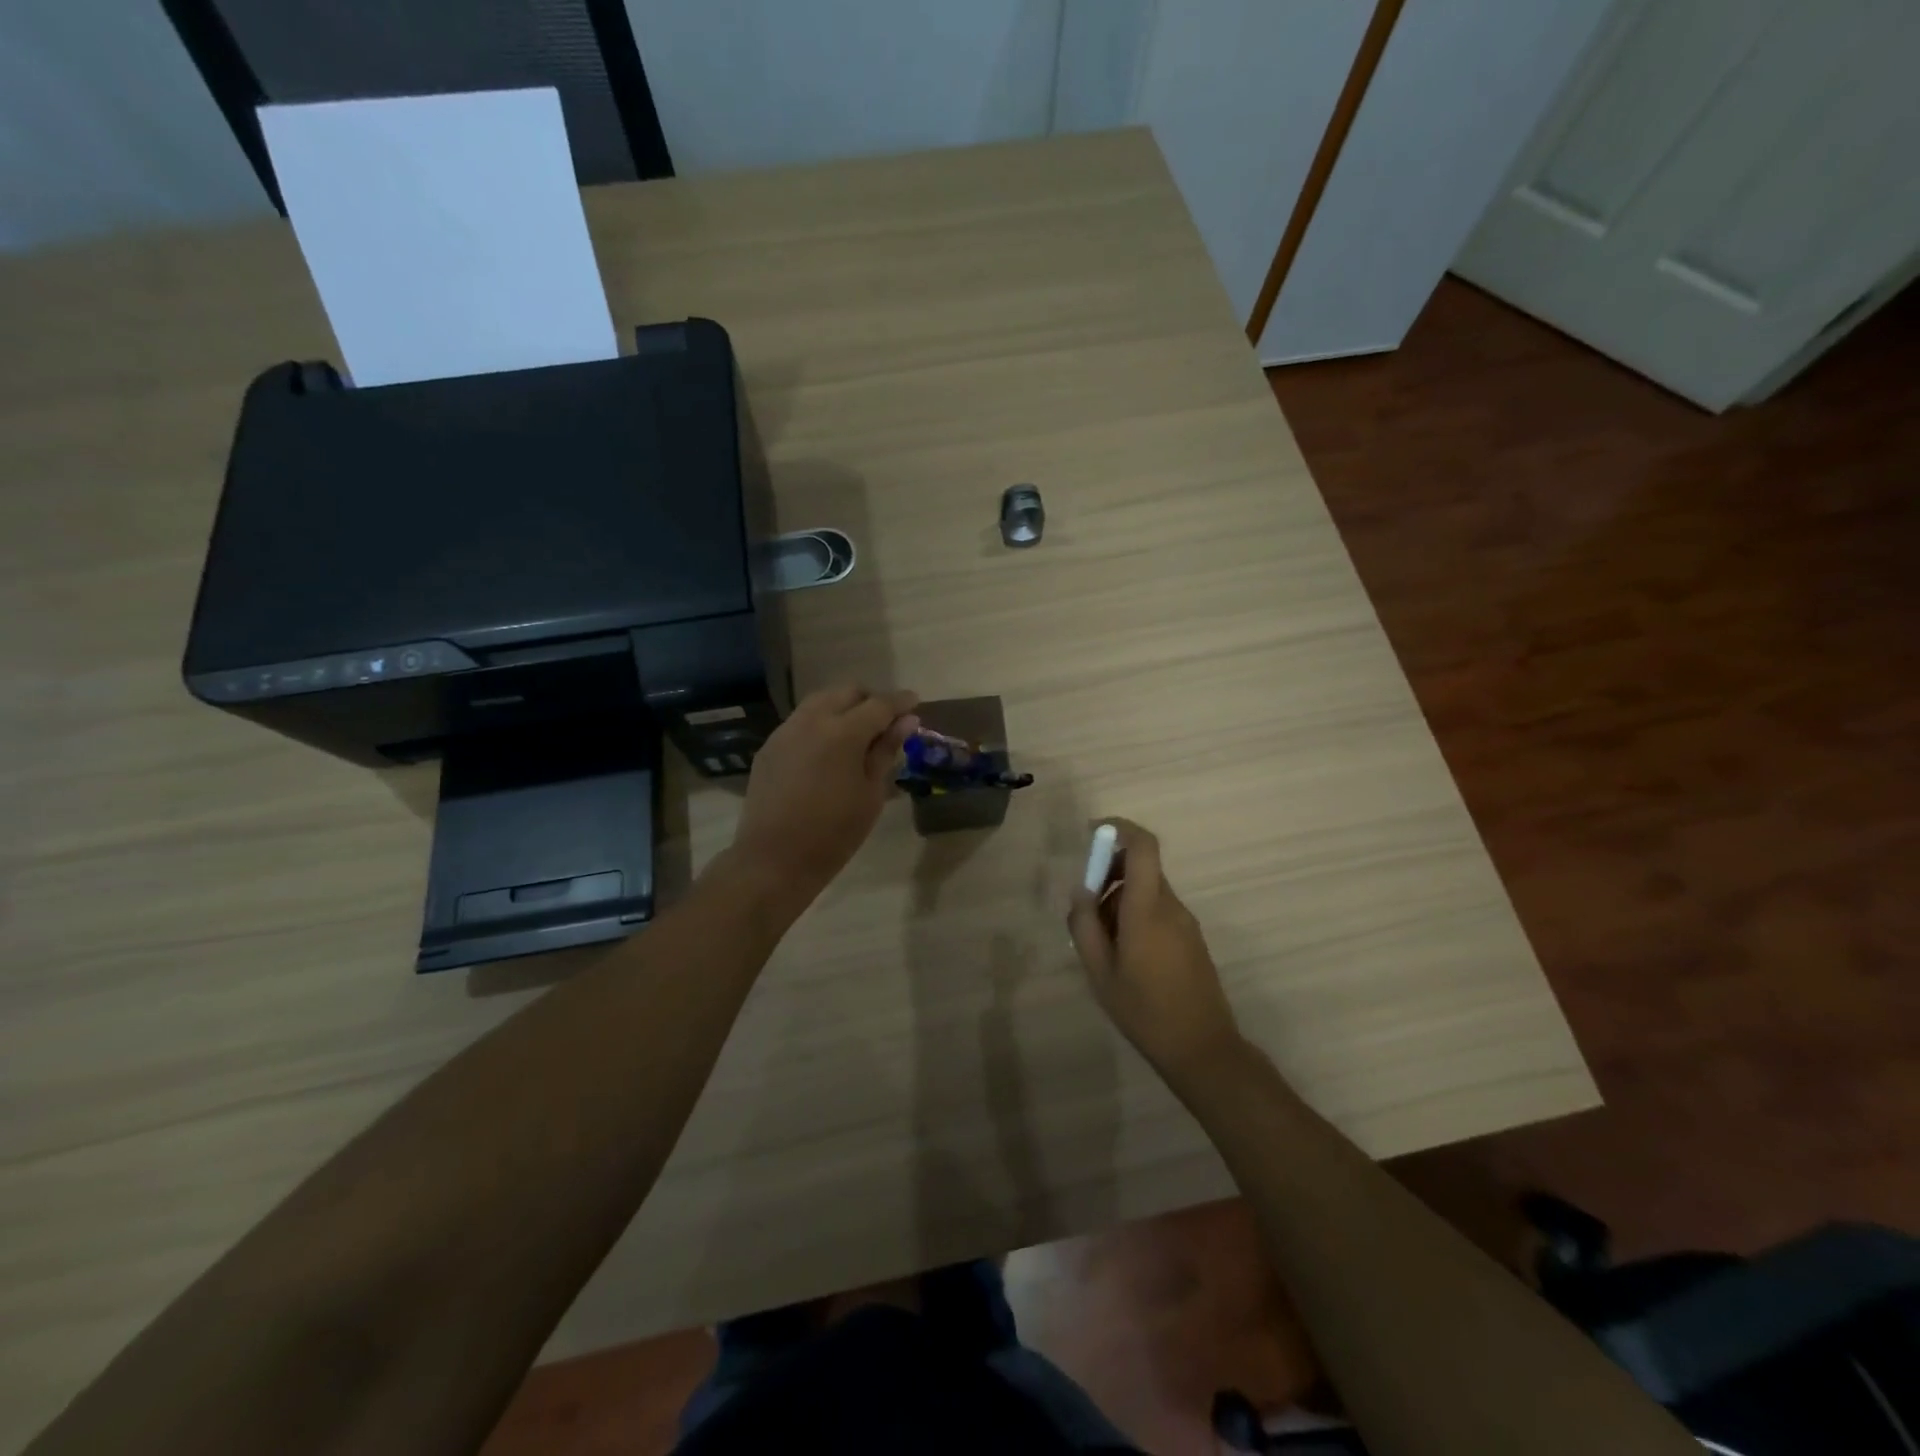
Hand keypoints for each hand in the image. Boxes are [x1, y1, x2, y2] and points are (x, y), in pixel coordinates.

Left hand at [727, 684, 918, 906]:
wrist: (774, 860)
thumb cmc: (834, 833)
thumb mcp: (870, 793)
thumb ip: (886, 751)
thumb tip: (907, 721)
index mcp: (843, 732)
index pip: (879, 704)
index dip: (900, 702)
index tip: (915, 702)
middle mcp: (812, 720)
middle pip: (847, 692)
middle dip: (870, 700)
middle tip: (886, 722)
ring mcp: (786, 731)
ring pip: (820, 701)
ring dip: (843, 707)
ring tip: (858, 733)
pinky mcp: (770, 746)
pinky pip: (801, 721)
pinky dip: (821, 723)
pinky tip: (828, 749)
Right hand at [1068, 819, 1242, 1076]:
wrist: (1202, 1048)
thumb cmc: (1144, 1011)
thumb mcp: (1099, 972)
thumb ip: (1084, 925)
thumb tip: (1081, 892)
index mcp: (1147, 909)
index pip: (1143, 847)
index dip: (1119, 829)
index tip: (1092, 833)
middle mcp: (1171, 907)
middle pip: (1140, 868)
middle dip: (1108, 874)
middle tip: (1085, 909)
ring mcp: (1185, 923)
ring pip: (1148, 891)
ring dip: (1120, 899)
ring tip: (1101, 942)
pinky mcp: (1192, 939)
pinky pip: (1159, 910)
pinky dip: (1136, 915)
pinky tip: (1124, 955)